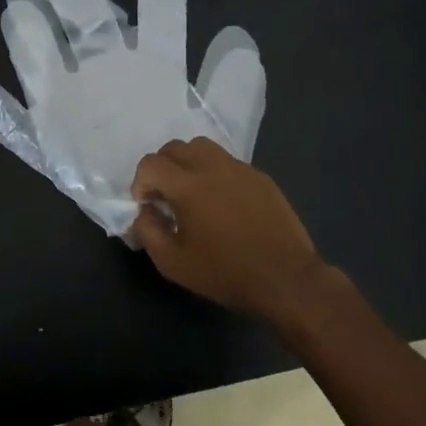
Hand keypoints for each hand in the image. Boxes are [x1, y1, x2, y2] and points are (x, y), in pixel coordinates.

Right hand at [130, 137, 332, 319]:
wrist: (285, 278)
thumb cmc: (225, 272)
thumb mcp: (173, 263)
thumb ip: (148, 232)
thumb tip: (143, 212)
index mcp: (188, 186)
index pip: (151, 164)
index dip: (140, 183)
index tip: (148, 206)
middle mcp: (212, 167)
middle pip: (175, 147)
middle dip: (162, 168)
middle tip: (165, 197)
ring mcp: (240, 169)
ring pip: (203, 147)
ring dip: (188, 163)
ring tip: (192, 192)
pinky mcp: (260, 177)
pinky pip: (228, 162)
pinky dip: (214, 173)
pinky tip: (222, 202)